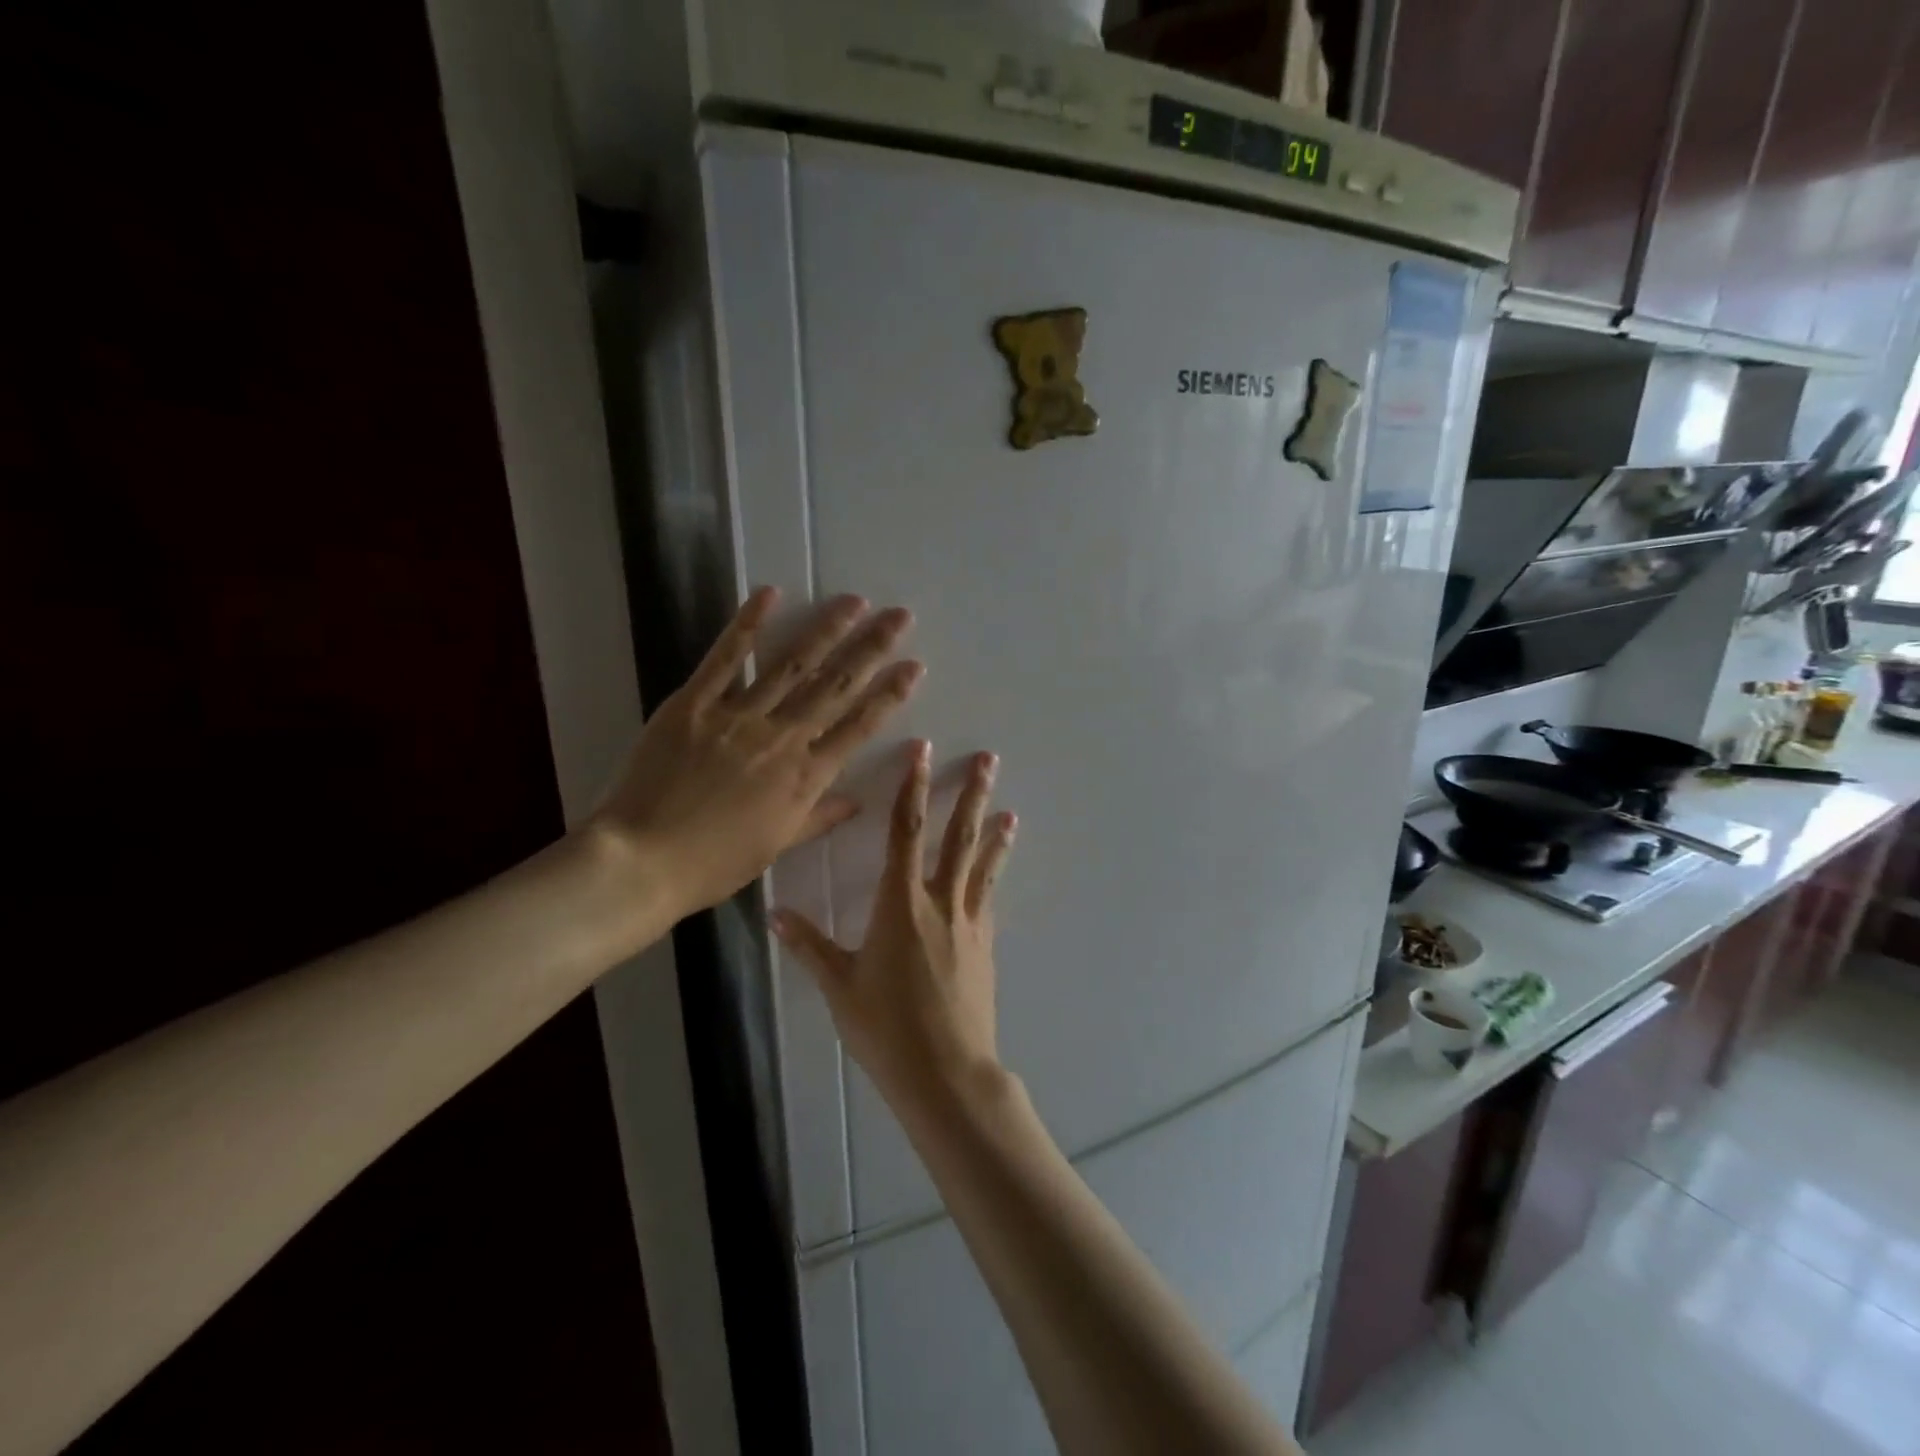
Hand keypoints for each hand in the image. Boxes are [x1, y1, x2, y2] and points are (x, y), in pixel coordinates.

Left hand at [588, 587, 921, 917]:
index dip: (889, 694)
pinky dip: (747, 625)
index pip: (858, 727)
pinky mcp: (694, 704)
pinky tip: (770, 594)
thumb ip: (818, 817)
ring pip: (791, 665)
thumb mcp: (776, 845)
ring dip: (826, 630)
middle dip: (872, 648)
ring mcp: (738, 716)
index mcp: (805, 777)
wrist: (643, 860)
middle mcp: (782, 739)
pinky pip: (725, 659)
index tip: (914, 666)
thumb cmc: (714, 863)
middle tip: (900, 616)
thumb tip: (857, 802)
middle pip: (835, 687)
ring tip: (855, 601)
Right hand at [773, 742, 1016, 1110]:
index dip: (913, 788)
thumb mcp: (840, 987)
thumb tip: (775, 914)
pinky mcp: (985, 946)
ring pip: (982, 865)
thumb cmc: (887, 1028)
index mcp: (901, 904)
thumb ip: (810, 947)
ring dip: (994, 833)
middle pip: (958, 837)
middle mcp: (940, 902)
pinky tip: (993, 872)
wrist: (947, 1073)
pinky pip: (987, 899)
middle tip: (988, 760)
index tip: (923, 754)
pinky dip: (991, 877)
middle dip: (972, 795)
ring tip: (1010, 810)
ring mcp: (969, 923)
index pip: (906, 832)